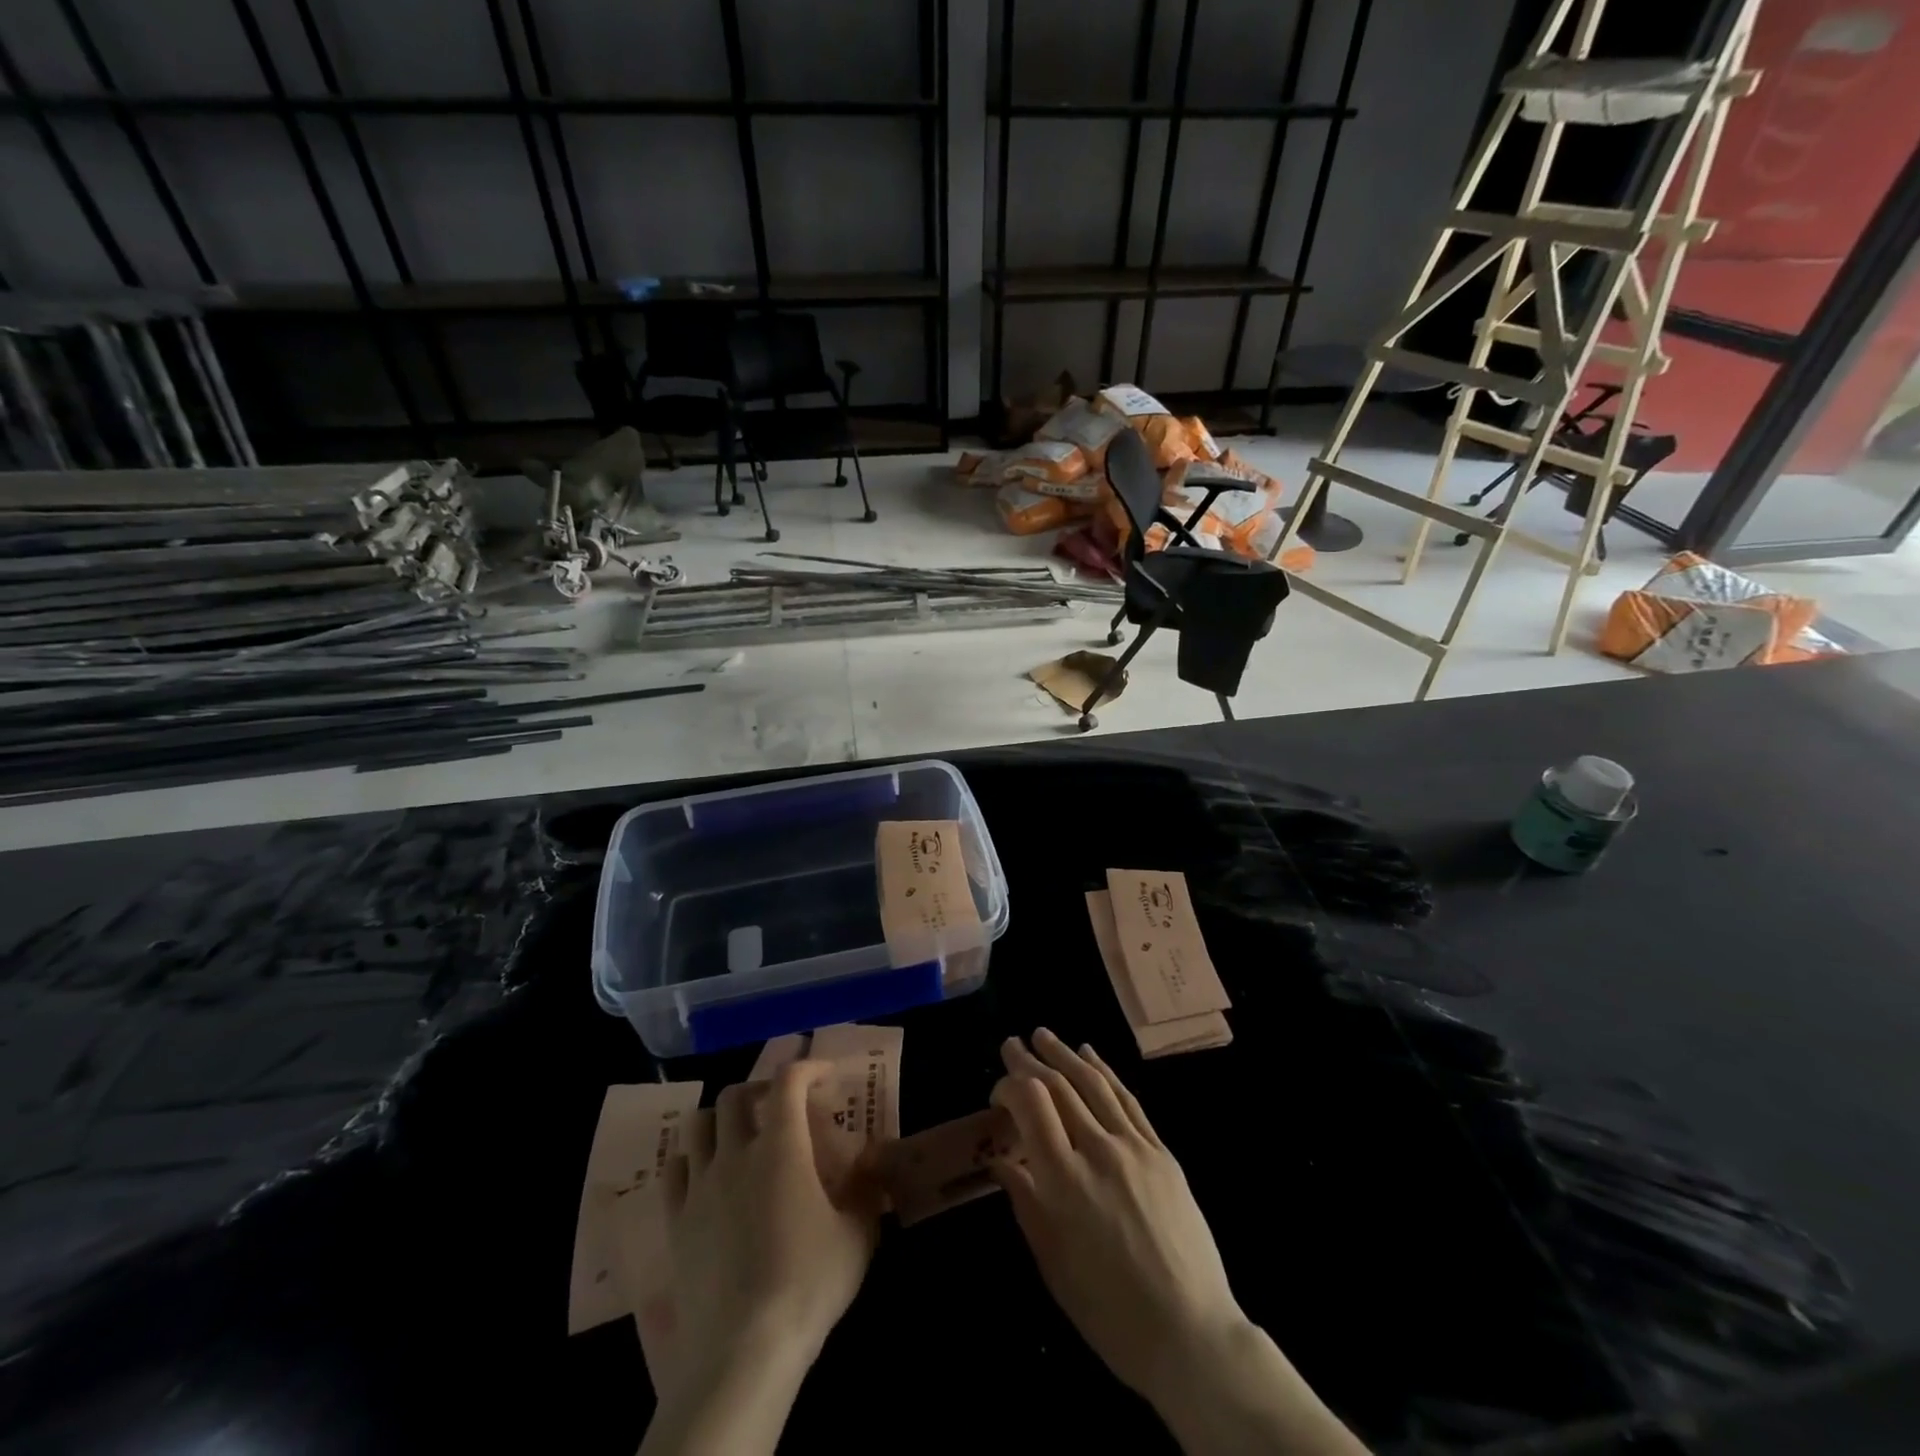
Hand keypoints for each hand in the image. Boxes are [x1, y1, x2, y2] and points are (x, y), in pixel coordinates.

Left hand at [643, 1061, 880, 1455]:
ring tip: (740, 1135)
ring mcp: (700, 1186)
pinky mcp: (675, 1221)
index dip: (808, 1067)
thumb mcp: (857, 1235)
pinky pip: (675, 1169)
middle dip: (759, 1090)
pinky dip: (693, 1159)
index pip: (788, 1081)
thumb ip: (866, 1189)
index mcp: (781, 1146)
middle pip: (735, 1095)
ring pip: (698, 1124)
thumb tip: (874, 1161)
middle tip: (780, 1106)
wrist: (743, 1350)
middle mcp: (735, 1153)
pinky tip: (708, 1176)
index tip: (825, 1076)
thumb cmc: (808, 1283)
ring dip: (721, 1119)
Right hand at [987, 1029, 1241, 1402]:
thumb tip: (1000, 1160)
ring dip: (1065, 1054)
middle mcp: (1098, 1150)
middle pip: (1059, 1086)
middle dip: (1030, 1060)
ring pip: (1093, 1083)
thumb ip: (1024, 1201)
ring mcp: (1135, 1147)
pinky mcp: (1161, 1152)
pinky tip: (1090, 1056)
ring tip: (1044, 1035)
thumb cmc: (1109, 1311)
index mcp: (1064, 1180)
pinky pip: (1128, 1100)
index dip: (1009, 1086)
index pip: (1031, 1103)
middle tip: (1011, 1043)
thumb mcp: (1052, 1263)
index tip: (997, 1093)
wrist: (1190, 1334)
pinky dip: (1105, 1072)